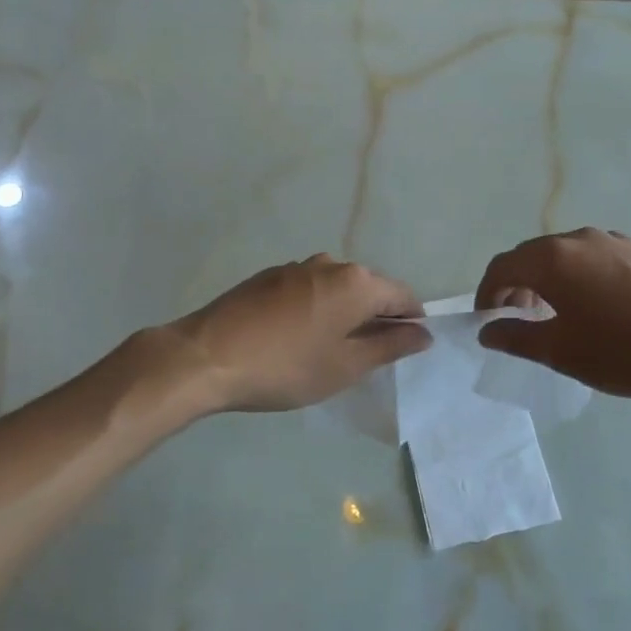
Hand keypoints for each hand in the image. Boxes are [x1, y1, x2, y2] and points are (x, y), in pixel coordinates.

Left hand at [172, 255, 431, 412]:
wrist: (206, 356)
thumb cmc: (286, 367)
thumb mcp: (345, 366)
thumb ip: (389, 346)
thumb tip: (423, 333)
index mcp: (356, 282)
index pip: (403, 296)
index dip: (411, 323)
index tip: (404, 351)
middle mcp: (330, 263)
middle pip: (370, 288)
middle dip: (377, 317)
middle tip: (367, 357)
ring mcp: (296, 267)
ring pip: (337, 288)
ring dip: (344, 313)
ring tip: (330, 349)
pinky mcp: (269, 276)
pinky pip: (309, 289)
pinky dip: (317, 308)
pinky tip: (298, 337)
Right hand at [476, 229, 630, 411]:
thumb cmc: (626, 352)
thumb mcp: (562, 352)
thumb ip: (517, 337)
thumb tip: (488, 330)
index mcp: (552, 259)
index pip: (502, 266)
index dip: (487, 293)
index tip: (487, 321)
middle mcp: (579, 239)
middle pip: (532, 255)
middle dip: (516, 285)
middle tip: (517, 319)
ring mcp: (615, 241)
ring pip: (565, 255)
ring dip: (548, 279)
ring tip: (555, 313)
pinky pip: (595, 258)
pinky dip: (578, 276)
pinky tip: (596, 307)